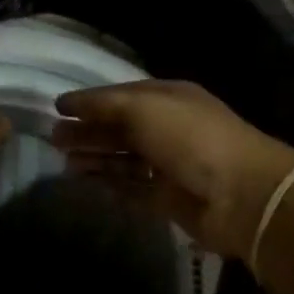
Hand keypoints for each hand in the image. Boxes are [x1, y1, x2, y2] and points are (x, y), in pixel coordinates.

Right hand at [53, 81, 293, 258]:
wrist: (239, 194)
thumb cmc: (190, 139)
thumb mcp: (144, 108)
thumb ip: (104, 104)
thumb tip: (67, 104)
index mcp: (168, 98)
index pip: (121, 96)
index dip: (89, 101)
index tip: (57, 108)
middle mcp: (168, 128)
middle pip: (120, 128)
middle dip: (88, 130)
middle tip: (54, 138)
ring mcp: (168, 165)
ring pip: (123, 159)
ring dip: (95, 157)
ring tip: (64, 160)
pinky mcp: (167, 198)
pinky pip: (131, 187)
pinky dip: (109, 183)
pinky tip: (86, 181)